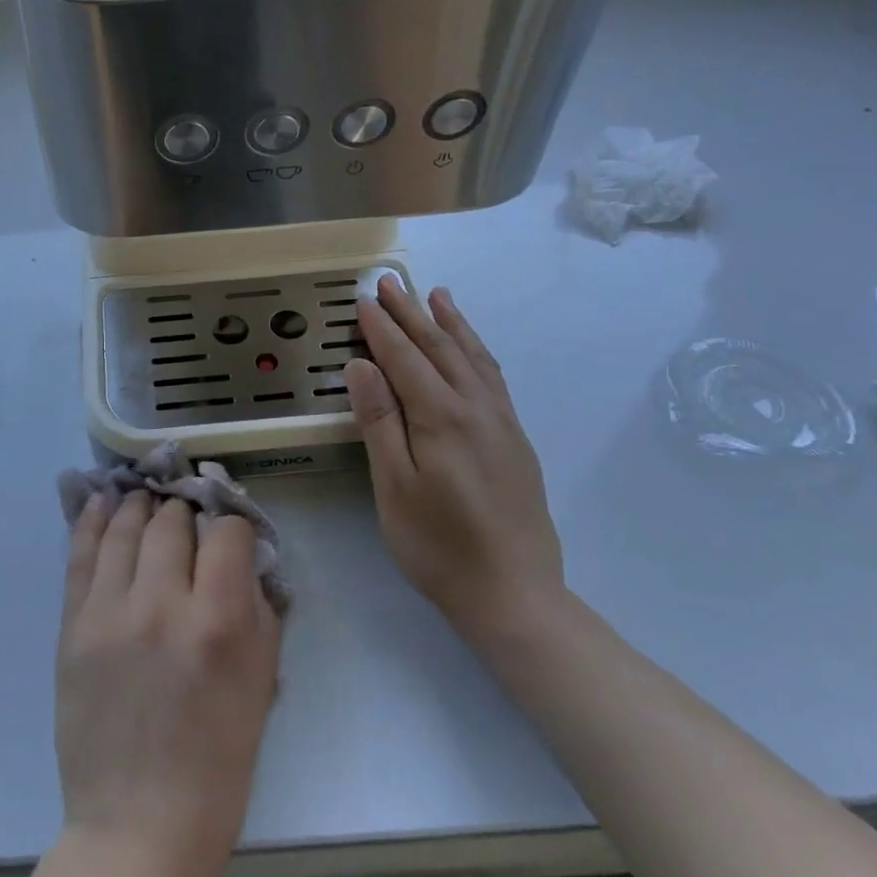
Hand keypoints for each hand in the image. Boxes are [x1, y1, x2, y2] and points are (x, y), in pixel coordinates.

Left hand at [55, 492, 281, 876]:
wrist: (136, 826)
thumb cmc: (215, 765)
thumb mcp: (261, 686)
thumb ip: (258, 610)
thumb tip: (244, 559)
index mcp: (216, 622)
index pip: (226, 531)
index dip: (232, 526)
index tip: (230, 537)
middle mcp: (160, 603)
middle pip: (172, 521)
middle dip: (187, 514)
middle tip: (189, 524)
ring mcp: (109, 611)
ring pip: (126, 527)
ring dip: (142, 507)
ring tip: (147, 499)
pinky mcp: (73, 625)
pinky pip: (81, 554)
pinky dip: (94, 521)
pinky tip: (102, 500)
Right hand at [343, 275, 565, 645]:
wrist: (515, 595)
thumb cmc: (439, 546)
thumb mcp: (394, 487)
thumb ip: (379, 421)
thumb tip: (361, 365)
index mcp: (442, 418)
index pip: (404, 359)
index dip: (381, 328)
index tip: (363, 299)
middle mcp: (476, 408)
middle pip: (440, 348)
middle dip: (412, 313)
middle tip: (391, 282)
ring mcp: (502, 422)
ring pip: (473, 357)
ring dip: (451, 323)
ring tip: (437, 295)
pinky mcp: (515, 439)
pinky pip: (493, 377)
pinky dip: (477, 351)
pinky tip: (470, 348)